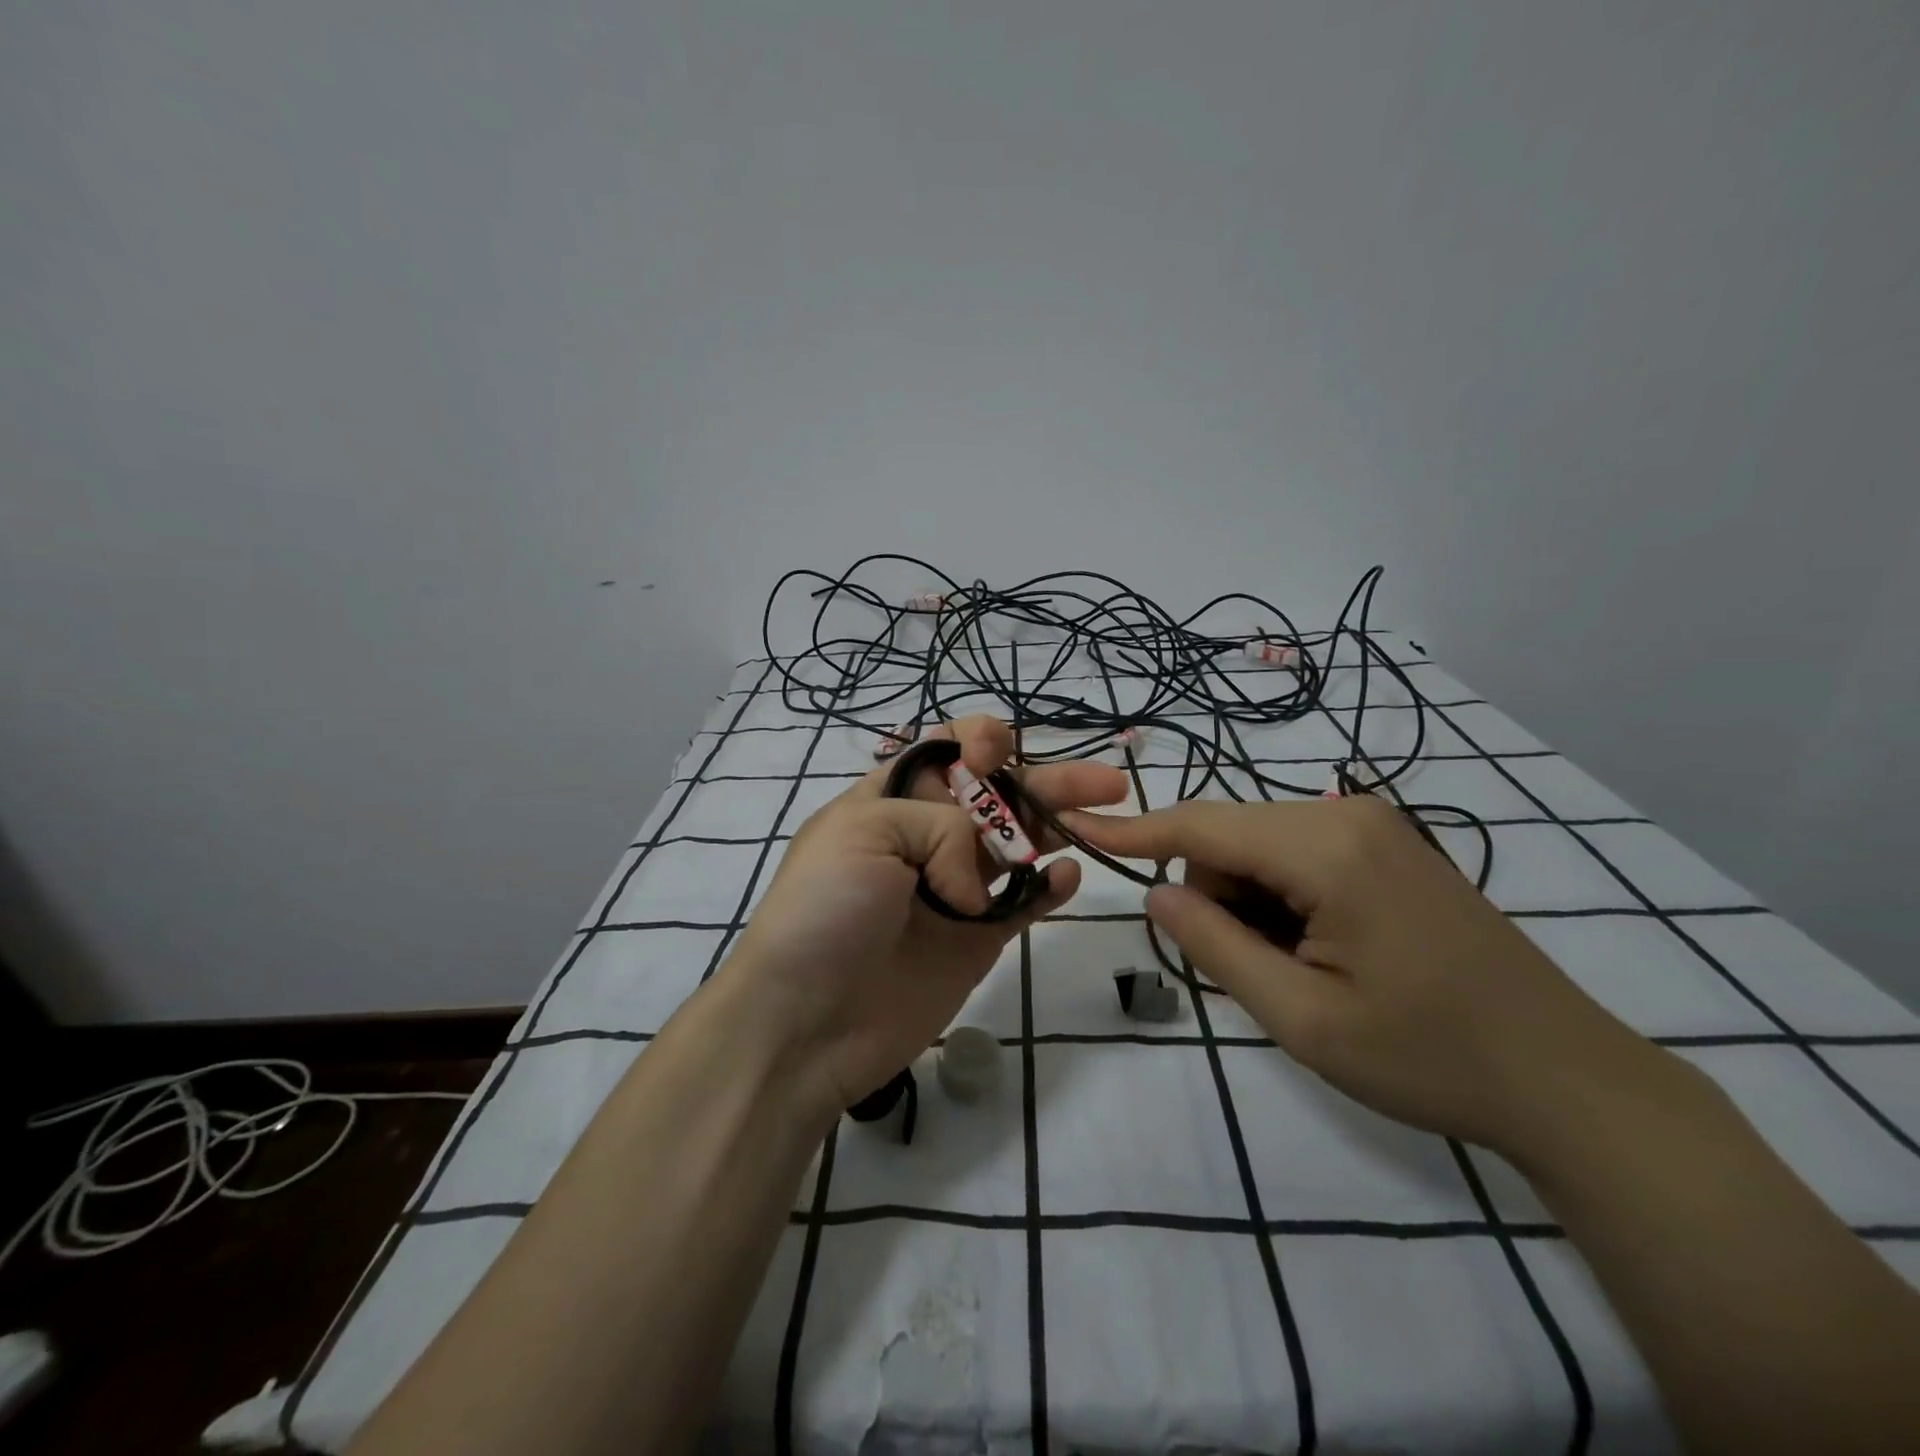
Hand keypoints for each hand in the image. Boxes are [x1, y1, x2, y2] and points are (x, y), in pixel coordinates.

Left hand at [716, 717, 1129, 1116]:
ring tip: (1103, 813)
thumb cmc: (824, 909)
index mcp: (892, 800)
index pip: (945, 752)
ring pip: (1020, 844)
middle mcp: (928, 837)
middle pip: (998, 794)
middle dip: (1046, 778)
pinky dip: (1050, 886)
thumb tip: (975, 881)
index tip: (997, 754)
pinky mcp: (977, 939)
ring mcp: (956, 889)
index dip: (979, 741)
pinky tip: (1068, 875)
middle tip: (1105, 779)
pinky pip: (1024, 904)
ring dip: (1061, 825)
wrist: (806, 1021)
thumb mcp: (864, 831)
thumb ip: (939, 825)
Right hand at [1063, 795, 1645, 1159]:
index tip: (1075, 822)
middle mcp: (1347, 815)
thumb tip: (1158, 891)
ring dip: (1250, 903)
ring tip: (1300, 970)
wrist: (1569, 1081)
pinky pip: (1298, 856)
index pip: (1201, 824)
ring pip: (1261, 847)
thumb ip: (1215, 946)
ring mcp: (1374, 827)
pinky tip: (1324, 952)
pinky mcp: (1389, 848)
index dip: (1132, 828)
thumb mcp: (1302, 1017)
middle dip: (1216, 896)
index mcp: (1326, 848)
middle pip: (1230, 837)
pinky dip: (1282, 899)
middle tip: (1257, 973)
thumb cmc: (1429, 1056)